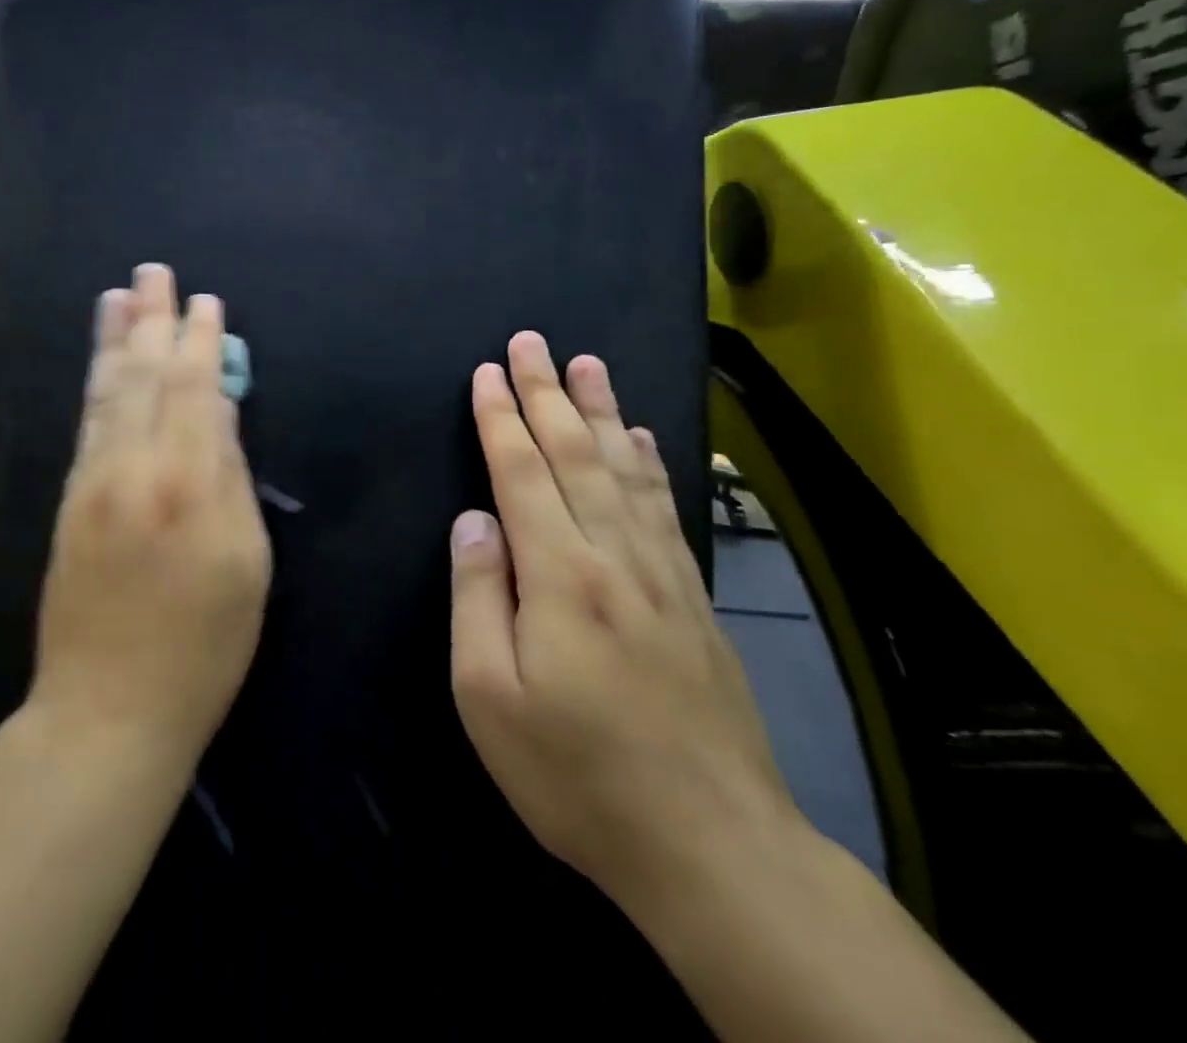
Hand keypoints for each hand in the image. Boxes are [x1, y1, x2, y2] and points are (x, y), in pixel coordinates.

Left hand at [30, 263, 272, 765]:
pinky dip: (94, 381)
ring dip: (115, 338)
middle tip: (154, 271)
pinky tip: (100, 359)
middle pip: (144, 376)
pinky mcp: (69, 499)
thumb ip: (231, 478)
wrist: (107, 709)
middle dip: (152, 319)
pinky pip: (86, 422)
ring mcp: (93, 480)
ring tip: (118, 294)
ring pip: (107, 391)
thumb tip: (217, 411)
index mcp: (188, 484)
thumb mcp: (247, 564)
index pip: (194, 389)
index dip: (201, 341)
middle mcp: (133, 468)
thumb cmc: (203, 646)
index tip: (206, 301)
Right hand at [448, 333, 797, 904]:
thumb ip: (477, 596)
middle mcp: (614, 557)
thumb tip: (474, 521)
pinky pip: (665, 508)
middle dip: (548, 392)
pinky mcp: (692, 599)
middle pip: (575, 454)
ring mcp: (661, 574)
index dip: (500, 417)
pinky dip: (649, 462)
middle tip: (532, 341)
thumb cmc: (575, 773)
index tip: (486, 372)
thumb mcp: (488, 697)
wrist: (712, 846)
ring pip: (625, 470)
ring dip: (601, 411)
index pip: (521, 472)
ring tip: (589, 363)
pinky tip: (642, 438)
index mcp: (559, 576)